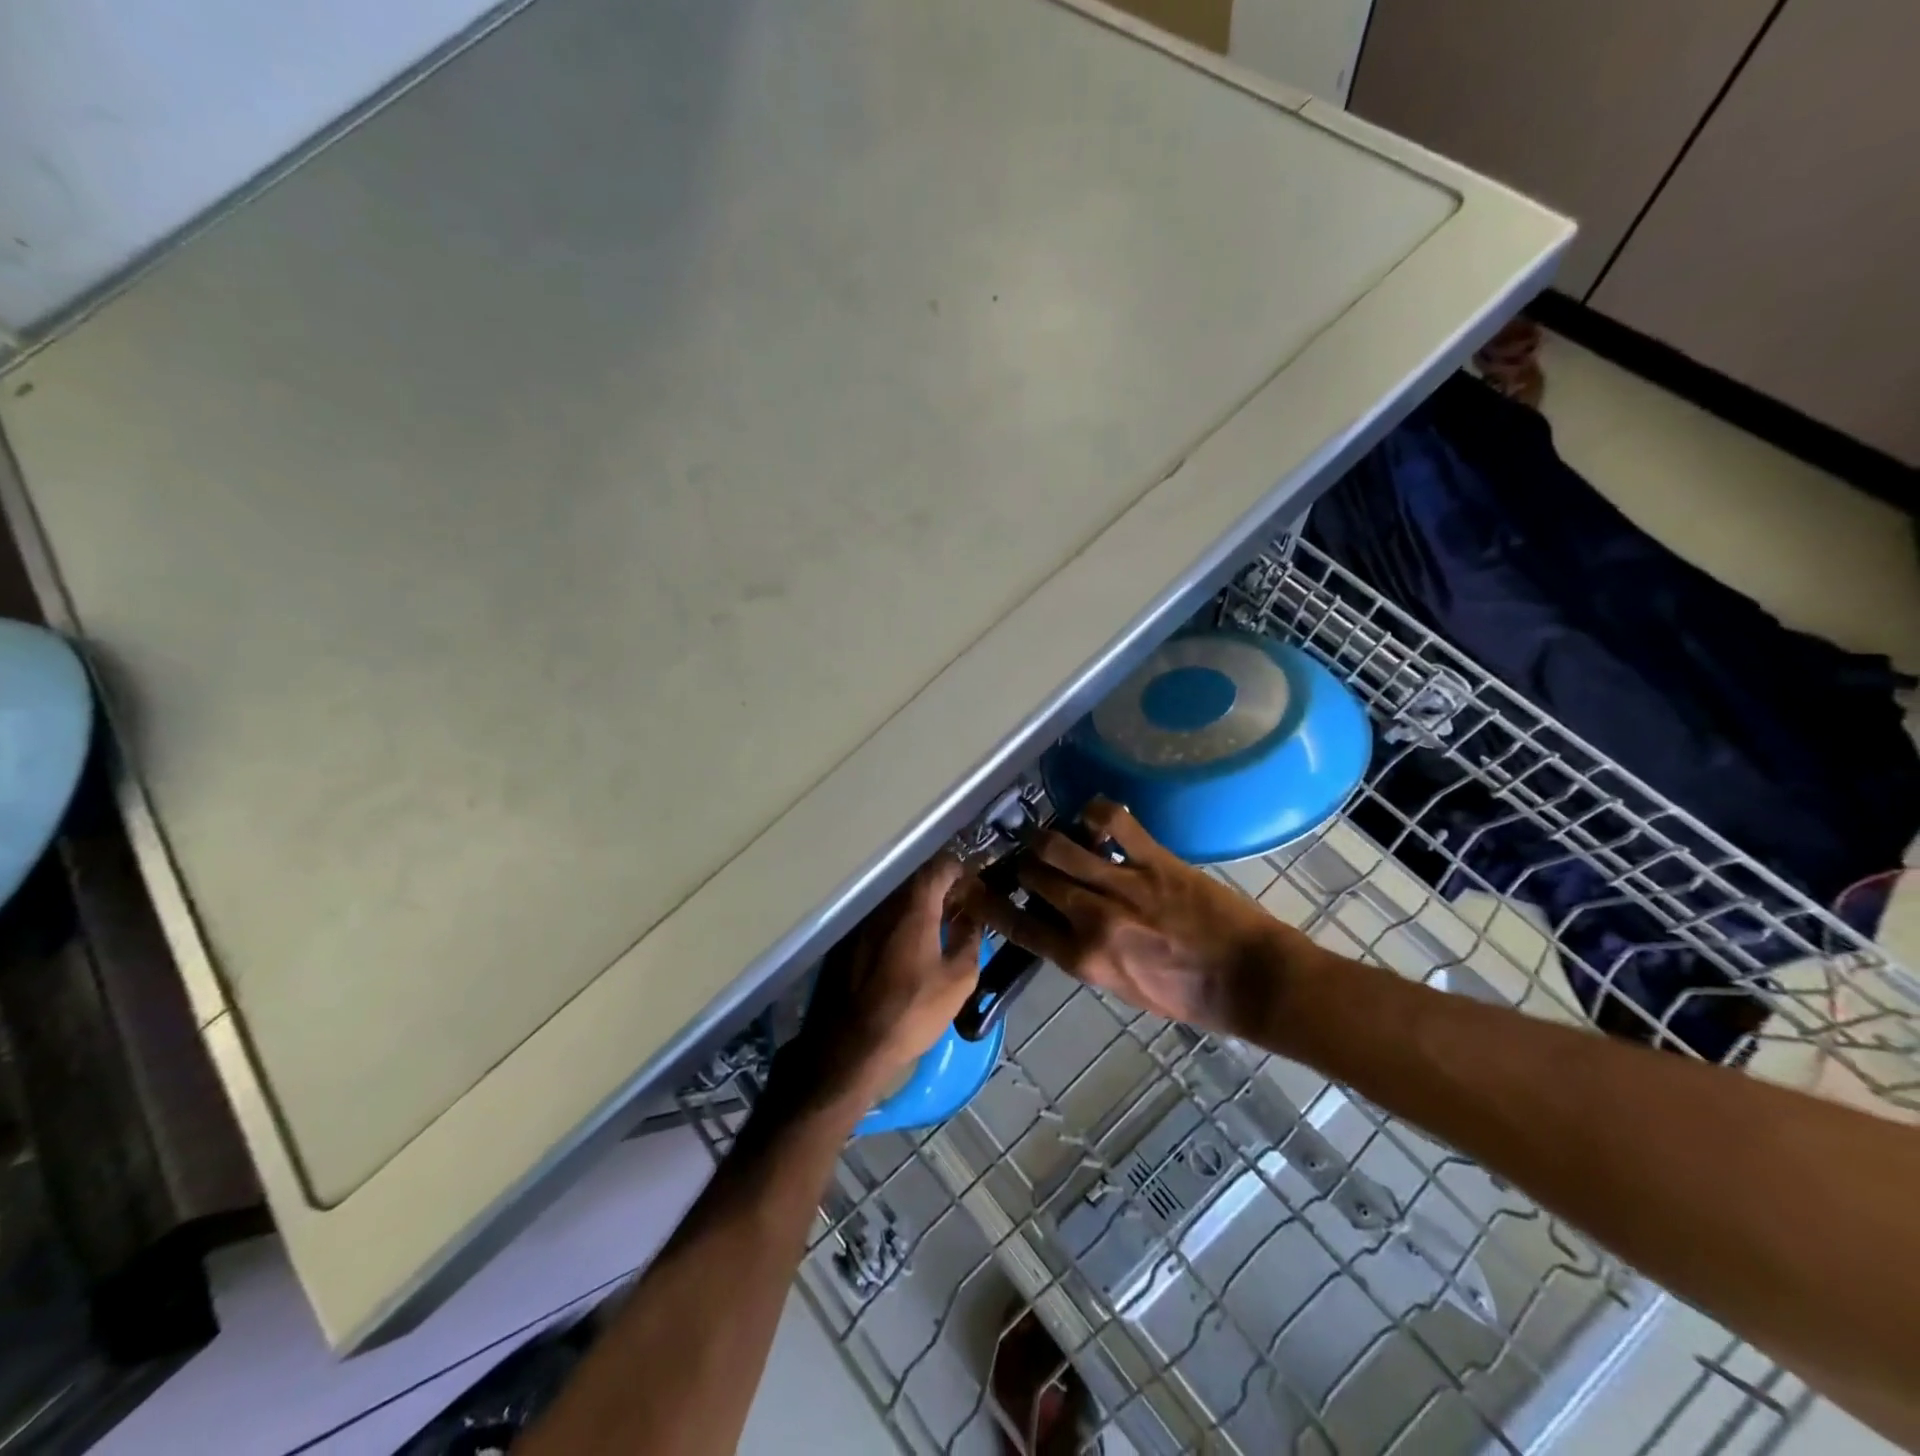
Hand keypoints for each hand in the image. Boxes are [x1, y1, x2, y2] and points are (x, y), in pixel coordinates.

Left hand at [790, 856, 983, 1108]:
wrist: (854, 1046)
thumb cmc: (913, 1010)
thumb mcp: (958, 979)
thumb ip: (970, 940)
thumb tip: (972, 918)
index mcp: (914, 908)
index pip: (939, 867)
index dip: (960, 870)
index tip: (974, 885)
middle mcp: (885, 905)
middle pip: (916, 879)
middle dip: (941, 887)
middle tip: (960, 907)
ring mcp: (863, 922)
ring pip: (897, 899)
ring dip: (919, 905)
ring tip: (938, 926)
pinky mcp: (848, 941)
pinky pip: (881, 917)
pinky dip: (899, 921)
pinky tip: (909, 945)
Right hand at [959, 800, 1306, 1037]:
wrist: (1249, 981)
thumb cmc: (1187, 996)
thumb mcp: (1121, 986)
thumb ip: (1083, 953)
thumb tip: (1057, 921)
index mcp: (1083, 959)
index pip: (1017, 925)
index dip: (987, 903)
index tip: (969, 887)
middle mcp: (1092, 918)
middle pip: (1033, 875)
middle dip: (1023, 865)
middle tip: (1027, 859)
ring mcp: (1123, 884)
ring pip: (1059, 845)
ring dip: (1048, 838)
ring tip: (1053, 837)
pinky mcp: (1154, 860)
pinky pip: (1112, 821)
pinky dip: (1096, 813)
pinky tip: (1095, 819)